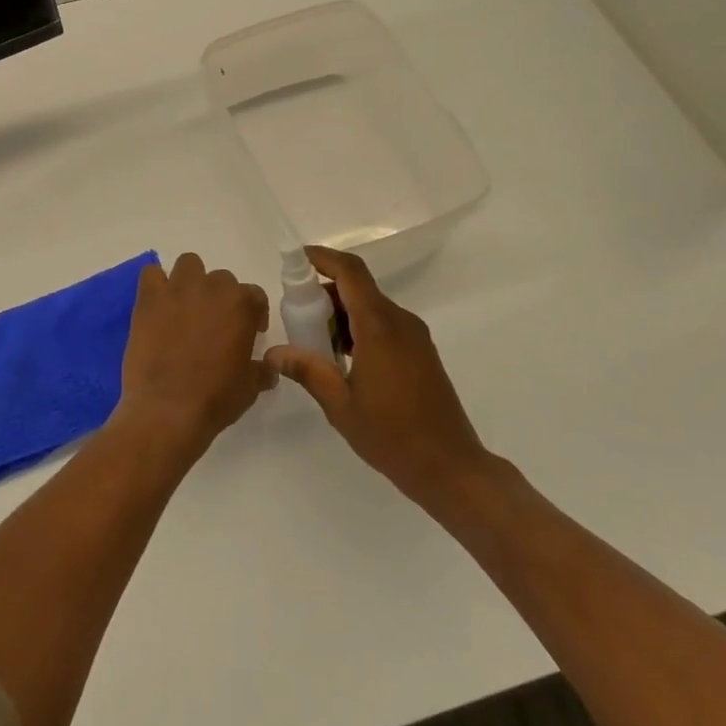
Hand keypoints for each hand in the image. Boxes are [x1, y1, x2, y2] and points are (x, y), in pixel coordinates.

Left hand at [114, 254, 272, 460]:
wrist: (168, 409)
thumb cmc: (216, 398)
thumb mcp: (250, 387)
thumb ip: (262, 370)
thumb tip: (270, 368)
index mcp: (242, 305)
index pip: (254, 295)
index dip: (253, 313)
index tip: (248, 332)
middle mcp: (212, 288)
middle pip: (221, 279)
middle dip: (220, 298)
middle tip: (213, 324)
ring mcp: (178, 290)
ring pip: (189, 265)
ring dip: (191, 281)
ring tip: (186, 308)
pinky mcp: (148, 299)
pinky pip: (151, 274)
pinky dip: (156, 284)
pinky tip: (158, 305)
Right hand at [265, 246, 493, 513]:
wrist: (450, 467)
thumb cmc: (392, 436)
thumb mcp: (340, 405)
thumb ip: (308, 371)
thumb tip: (274, 351)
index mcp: (379, 328)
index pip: (351, 273)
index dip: (323, 258)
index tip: (296, 260)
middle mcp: (400, 322)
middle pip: (358, 288)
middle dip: (324, 292)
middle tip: (296, 315)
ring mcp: (414, 336)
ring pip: (371, 306)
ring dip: (341, 313)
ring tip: (315, 343)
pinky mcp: (420, 351)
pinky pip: (384, 323)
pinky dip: (358, 327)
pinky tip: (341, 358)